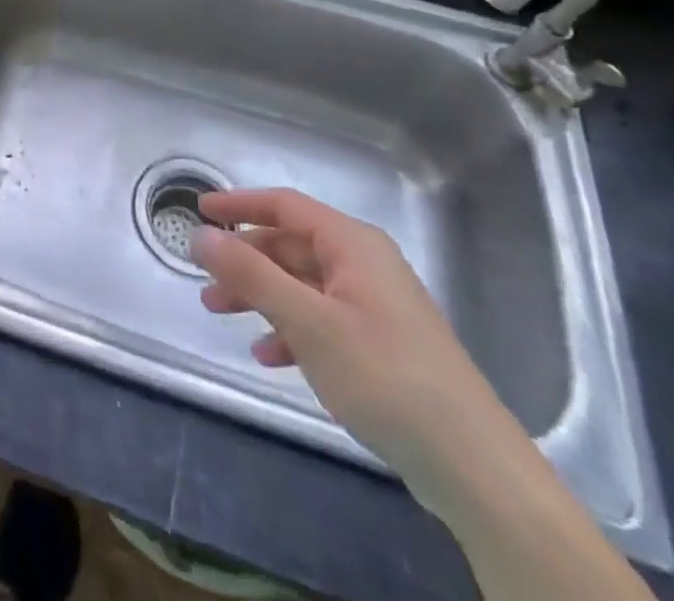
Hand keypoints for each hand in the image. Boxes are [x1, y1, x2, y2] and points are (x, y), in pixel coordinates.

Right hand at [189, 189, 526, 507]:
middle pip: (290, 246)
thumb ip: (249, 273)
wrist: (475, 469)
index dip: (239, 204)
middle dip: (243, 261)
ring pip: (302, 285)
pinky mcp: (383, 346)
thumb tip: (199, 234)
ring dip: (260, 296)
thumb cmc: (384, 377)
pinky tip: (271, 357)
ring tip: (222, 315)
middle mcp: (365, 265)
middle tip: (203, 280)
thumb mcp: (306, 321)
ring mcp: (376, 306)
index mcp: (353, 245)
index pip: (284, 205)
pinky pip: (322, 321)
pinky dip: (291, 330)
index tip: (198, 211)